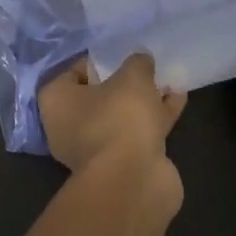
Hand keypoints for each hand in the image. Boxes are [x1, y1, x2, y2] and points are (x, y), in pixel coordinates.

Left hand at [38, 53, 186, 209]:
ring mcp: (94, 150)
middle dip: (123, 84)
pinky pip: (137, 133)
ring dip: (143, 101)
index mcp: (56, 102)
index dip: (96, 62)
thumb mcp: (132, 77)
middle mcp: (68, 126)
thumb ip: (137, 63)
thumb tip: (141, 59)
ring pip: (120, 117)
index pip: (72, 73)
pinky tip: (179, 100)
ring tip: (169, 81)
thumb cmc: (119, 117)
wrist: (133, 180)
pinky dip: (155, 118)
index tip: (120, 56)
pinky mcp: (120, 165)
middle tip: (145, 68)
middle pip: (97, 98)